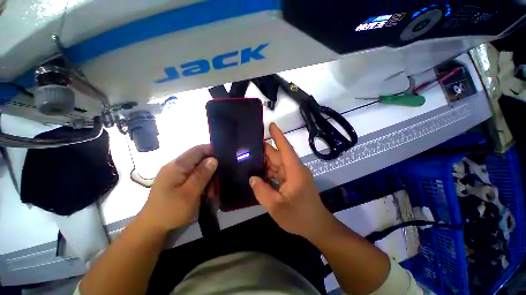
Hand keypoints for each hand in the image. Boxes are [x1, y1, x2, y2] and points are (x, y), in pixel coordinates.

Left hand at [140, 144, 217, 232]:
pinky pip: (194, 175)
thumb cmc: (171, 211)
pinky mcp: (178, 180)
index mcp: (176, 166)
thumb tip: (213, 159)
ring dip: (208, 177)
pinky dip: (202, 182)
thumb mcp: (189, 194)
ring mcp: (176, 173)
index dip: (212, 150)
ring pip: (199, 168)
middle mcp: (176, 166)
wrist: (153, 227)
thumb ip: (201, 175)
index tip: (225, 157)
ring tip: (211, 192)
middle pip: (199, 159)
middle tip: (217, 183)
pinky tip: (205, 192)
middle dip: (211, 169)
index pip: (197, 150)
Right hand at [249, 123, 335, 241]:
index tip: (271, 125)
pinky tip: (258, 173)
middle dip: (264, 151)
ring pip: (277, 164)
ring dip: (265, 162)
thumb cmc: (299, 216)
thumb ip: (262, 191)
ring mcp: (294, 175)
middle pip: (278, 156)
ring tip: (249, 159)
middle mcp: (295, 169)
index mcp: (294, 171)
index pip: (285, 148)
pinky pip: (278, 173)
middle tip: (248, 147)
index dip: (278, 136)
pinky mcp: (293, 181)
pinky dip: (269, 172)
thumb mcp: (276, 207)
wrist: (317, 227)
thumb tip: (252, 178)